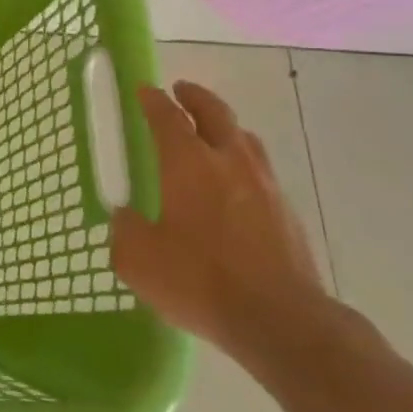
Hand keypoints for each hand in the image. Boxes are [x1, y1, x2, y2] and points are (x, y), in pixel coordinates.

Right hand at [111, 80, 326, 356]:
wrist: (280, 321)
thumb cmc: (199, 281)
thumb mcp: (138, 259)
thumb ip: (125, 230)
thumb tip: (127, 217)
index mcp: (188, 164)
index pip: (167, 117)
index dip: (153, 101)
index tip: (144, 90)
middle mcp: (229, 163)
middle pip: (215, 113)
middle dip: (195, 97)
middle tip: (181, 91)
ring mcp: (265, 186)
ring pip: (244, 139)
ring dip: (225, 127)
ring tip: (211, 133)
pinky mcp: (287, 213)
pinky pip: (260, 171)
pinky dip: (242, 163)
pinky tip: (234, 186)